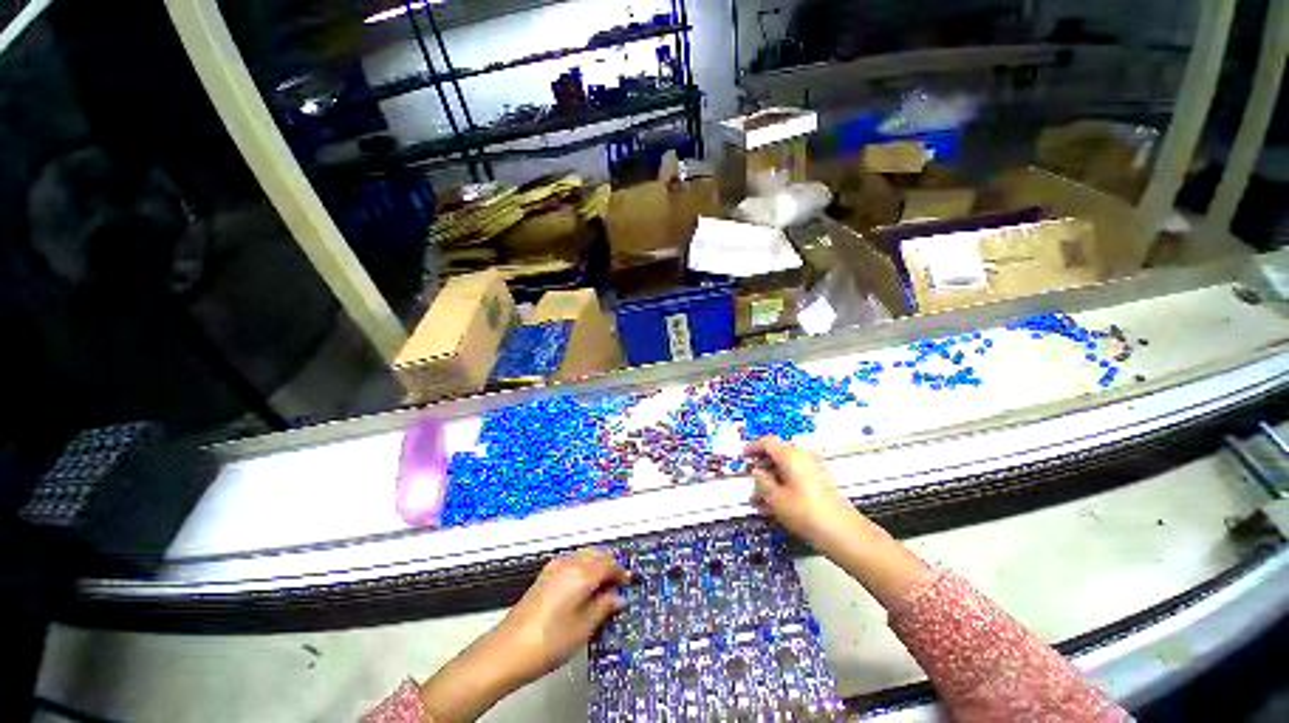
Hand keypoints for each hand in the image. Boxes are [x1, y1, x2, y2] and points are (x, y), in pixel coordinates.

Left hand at [419, 550, 626, 721]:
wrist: (508, 650)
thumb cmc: (550, 642)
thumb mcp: (584, 628)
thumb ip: (604, 607)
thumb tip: (619, 597)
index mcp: (581, 573)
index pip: (609, 564)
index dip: (622, 573)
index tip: (629, 583)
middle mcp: (569, 563)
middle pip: (597, 555)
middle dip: (610, 566)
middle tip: (618, 586)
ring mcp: (555, 566)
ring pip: (584, 555)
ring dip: (597, 565)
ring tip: (602, 587)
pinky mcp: (545, 574)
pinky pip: (572, 561)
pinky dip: (583, 567)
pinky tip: (583, 586)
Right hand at [746, 436, 931, 609]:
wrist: (844, 534)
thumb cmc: (806, 513)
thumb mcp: (775, 498)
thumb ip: (761, 481)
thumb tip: (757, 471)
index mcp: (790, 455)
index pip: (767, 442)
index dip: (752, 447)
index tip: (742, 457)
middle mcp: (803, 457)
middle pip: (777, 454)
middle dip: (762, 466)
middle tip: (751, 481)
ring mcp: (814, 469)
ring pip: (786, 467)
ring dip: (772, 478)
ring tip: (761, 499)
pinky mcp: (821, 482)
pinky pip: (796, 477)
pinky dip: (784, 484)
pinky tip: (777, 504)